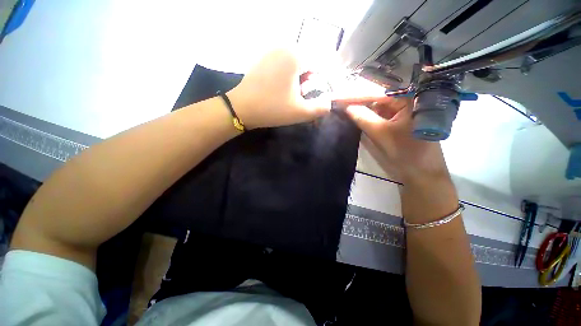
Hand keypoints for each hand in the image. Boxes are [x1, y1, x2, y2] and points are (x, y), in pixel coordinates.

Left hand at [227, 49, 330, 128]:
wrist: (241, 108)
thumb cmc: (272, 109)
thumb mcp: (300, 112)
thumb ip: (320, 108)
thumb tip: (329, 104)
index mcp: (295, 55)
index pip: (321, 65)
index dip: (322, 83)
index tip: (318, 97)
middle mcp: (284, 47)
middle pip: (308, 65)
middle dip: (309, 83)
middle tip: (302, 98)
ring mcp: (272, 52)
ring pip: (296, 66)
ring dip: (299, 81)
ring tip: (292, 97)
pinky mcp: (264, 60)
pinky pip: (284, 67)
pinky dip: (288, 78)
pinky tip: (282, 91)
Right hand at [345, 98, 450, 184]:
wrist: (421, 173)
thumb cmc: (406, 153)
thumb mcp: (382, 134)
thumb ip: (363, 118)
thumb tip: (345, 107)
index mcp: (408, 99)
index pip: (376, 93)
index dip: (354, 96)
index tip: (335, 98)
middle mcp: (404, 100)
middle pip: (375, 97)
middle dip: (355, 99)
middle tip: (335, 100)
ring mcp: (399, 111)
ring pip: (374, 106)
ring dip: (358, 107)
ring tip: (341, 105)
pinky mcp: (395, 121)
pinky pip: (377, 115)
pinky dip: (364, 115)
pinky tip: (353, 113)